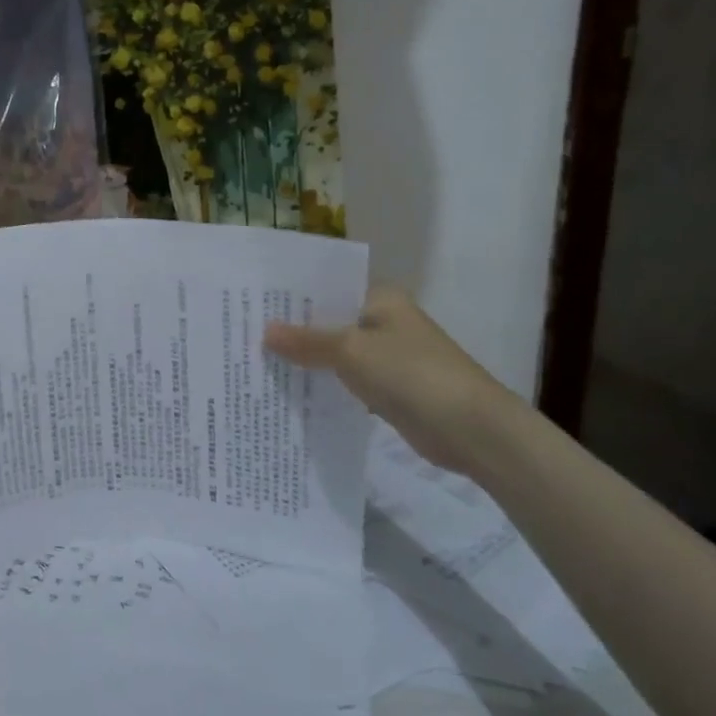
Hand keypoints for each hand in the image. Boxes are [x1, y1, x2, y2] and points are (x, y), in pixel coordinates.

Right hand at [264, 286, 518, 473]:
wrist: (471, 429)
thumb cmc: (411, 374)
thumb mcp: (351, 351)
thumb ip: (306, 341)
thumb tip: (264, 332)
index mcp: (380, 297)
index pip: (328, 286)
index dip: (292, 295)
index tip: (252, 302)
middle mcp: (382, 320)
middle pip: (329, 319)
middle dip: (292, 328)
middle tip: (244, 331)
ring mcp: (387, 355)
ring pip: (335, 351)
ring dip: (306, 358)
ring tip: (257, 359)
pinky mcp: (388, 387)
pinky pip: (346, 378)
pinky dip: (323, 382)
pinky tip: (290, 389)